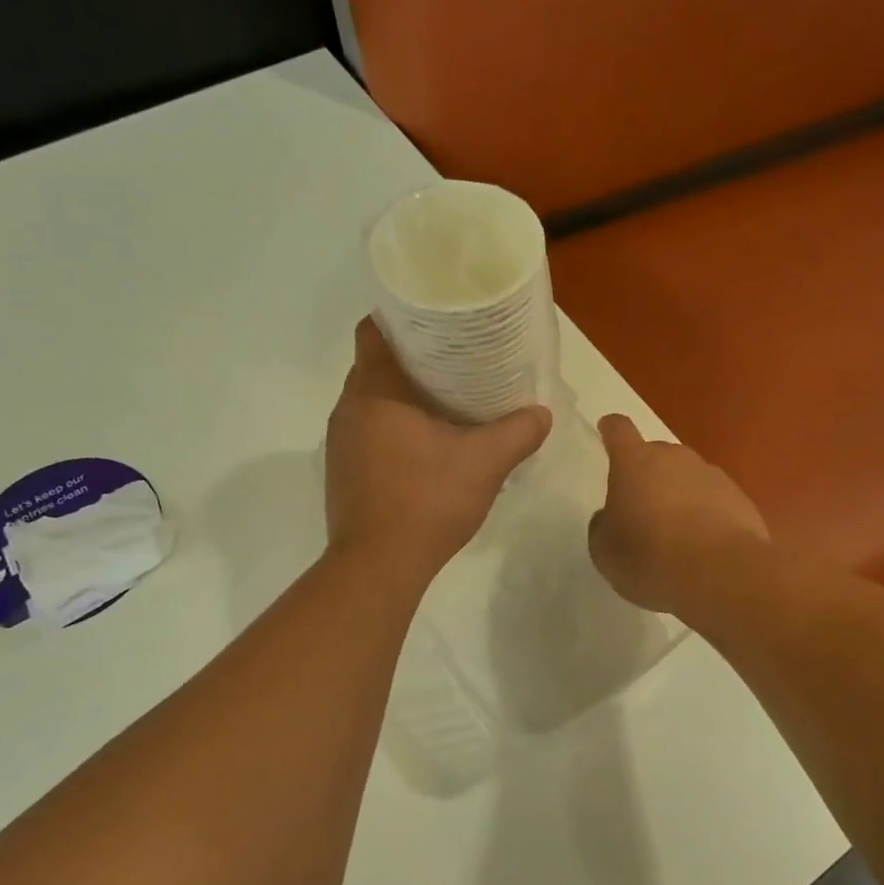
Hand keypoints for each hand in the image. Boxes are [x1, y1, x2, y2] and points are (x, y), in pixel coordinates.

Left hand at [324, 319, 551, 575]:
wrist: (378, 567)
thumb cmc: (426, 500)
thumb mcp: (485, 462)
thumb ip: (518, 432)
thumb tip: (542, 413)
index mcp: (374, 392)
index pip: (373, 331)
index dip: (401, 317)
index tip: (436, 319)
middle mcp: (348, 410)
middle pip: (375, 365)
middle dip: (413, 358)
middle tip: (456, 359)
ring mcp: (341, 444)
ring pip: (372, 402)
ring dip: (403, 397)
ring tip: (445, 399)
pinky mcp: (343, 473)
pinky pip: (369, 433)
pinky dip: (394, 428)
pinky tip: (426, 446)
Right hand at [588, 414, 769, 613]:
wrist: (721, 574)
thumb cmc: (650, 557)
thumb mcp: (605, 551)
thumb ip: (603, 526)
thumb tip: (611, 516)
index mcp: (634, 462)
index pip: (619, 431)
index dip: (612, 430)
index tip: (608, 430)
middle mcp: (675, 458)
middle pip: (657, 456)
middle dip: (649, 477)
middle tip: (643, 512)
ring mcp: (712, 475)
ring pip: (688, 478)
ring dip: (680, 497)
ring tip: (677, 537)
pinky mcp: (741, 499)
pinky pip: (715, 501)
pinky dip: (708, 517)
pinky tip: (705, 547)